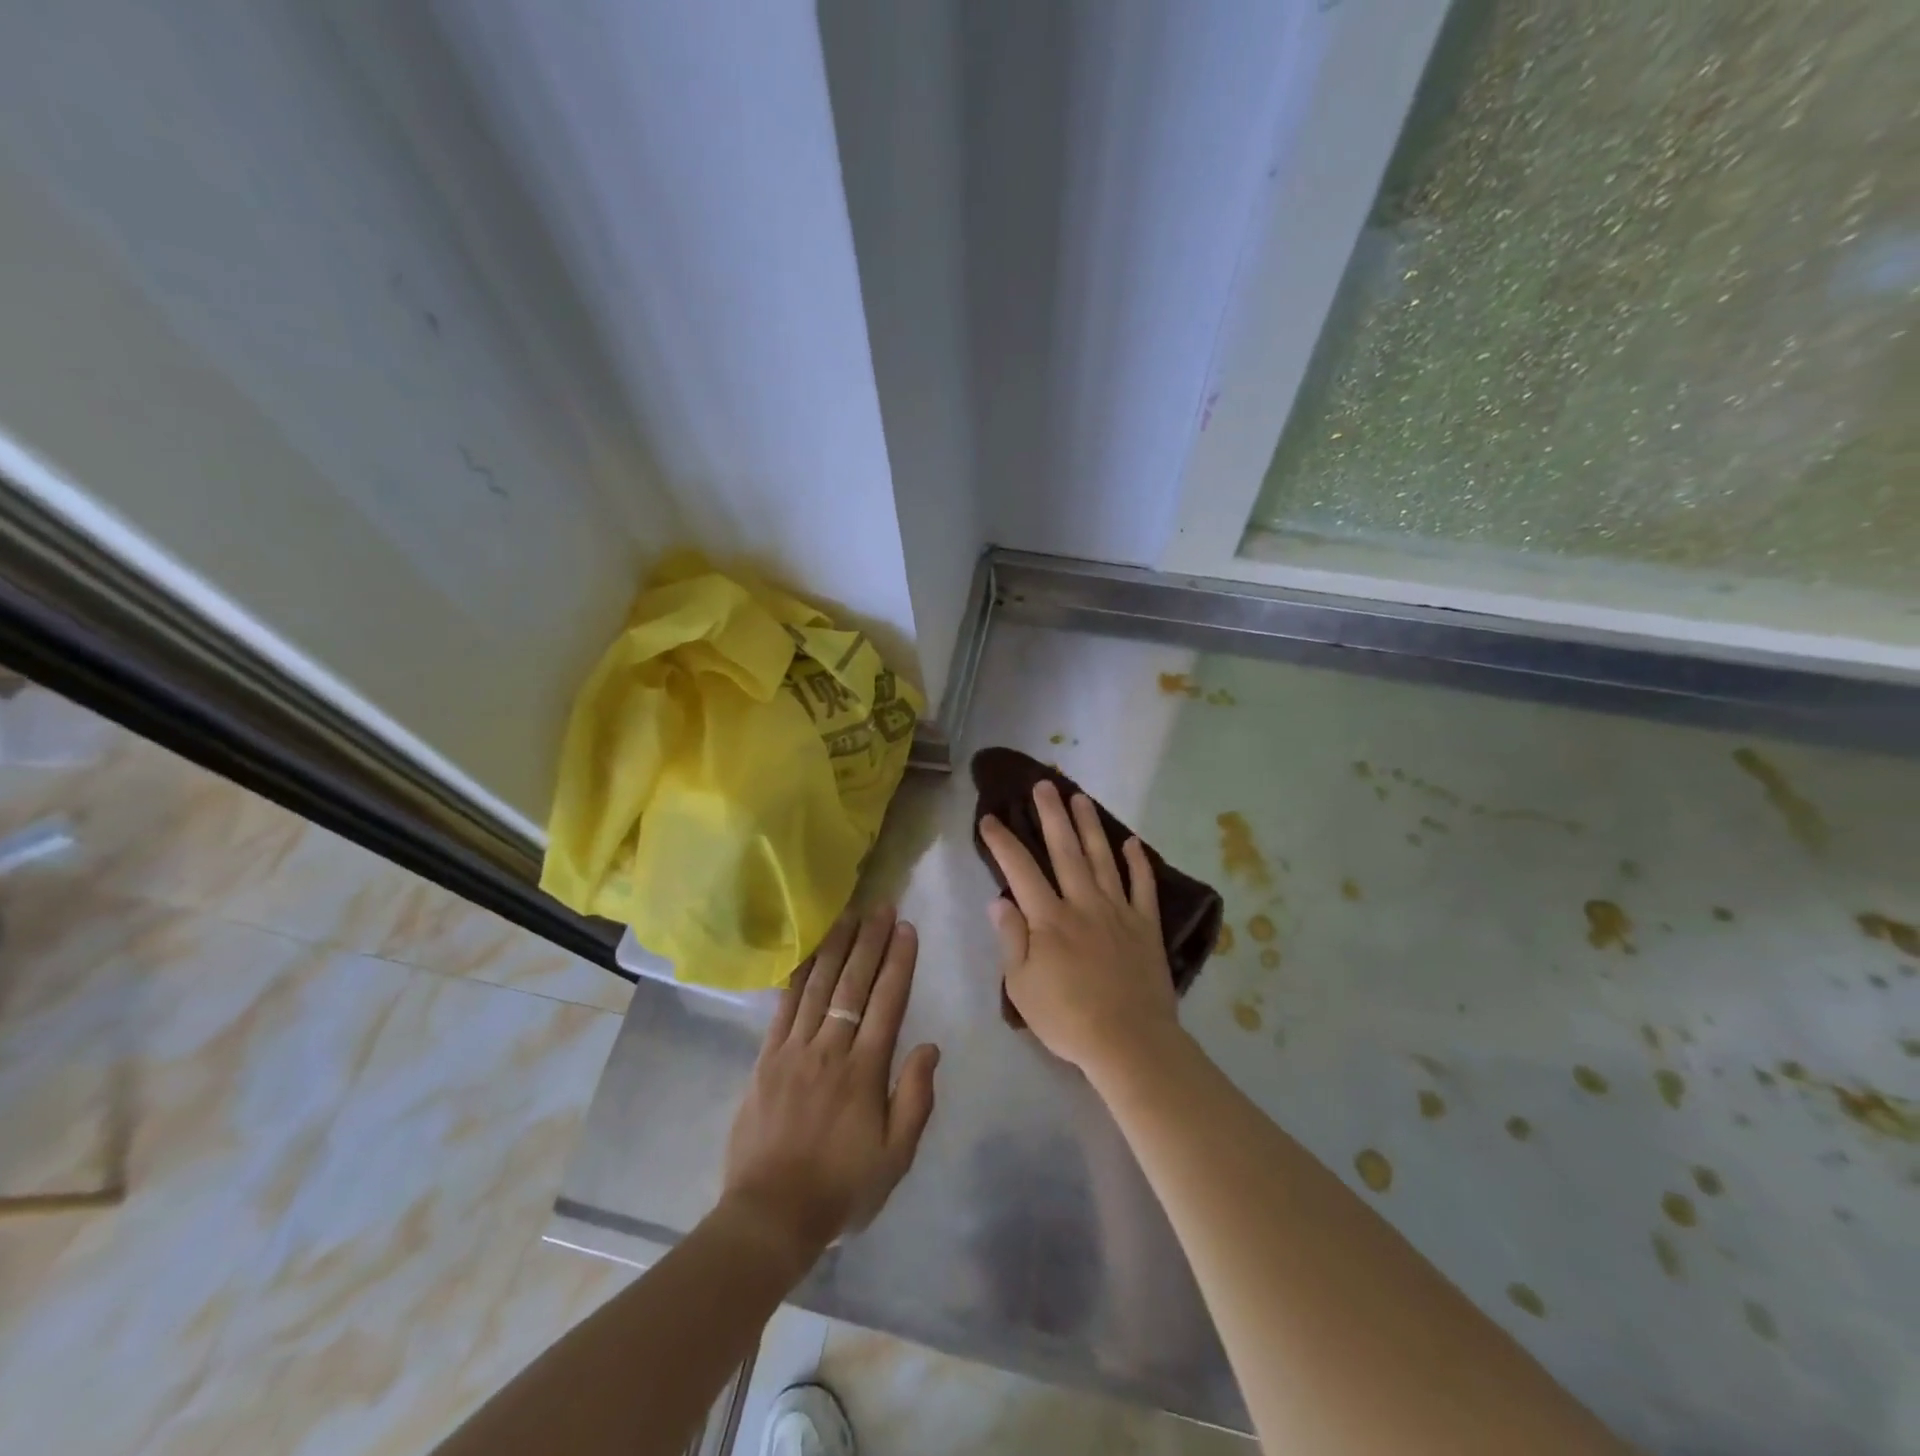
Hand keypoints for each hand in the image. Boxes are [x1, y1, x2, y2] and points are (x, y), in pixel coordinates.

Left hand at [721, 907, 939, 1269]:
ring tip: (848, 915)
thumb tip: (930, 1046)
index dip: (898, 963)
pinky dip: (798, 975)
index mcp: (864, 1071)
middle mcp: (830, 1049)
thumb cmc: (841, 1187)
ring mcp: (793, 1050)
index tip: (906, 929)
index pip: (886, 1003)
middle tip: (881, 907)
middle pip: (853, 984)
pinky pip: (784, 1007)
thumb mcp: (896, 1157)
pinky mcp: (766, 1058)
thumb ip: (915, 1099)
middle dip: (870, 942)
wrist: (770, 1215)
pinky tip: (808, 953)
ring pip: (818, 986)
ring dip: (836, 947)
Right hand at [979, 781, 1181, 1077]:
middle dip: (1051, 814)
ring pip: (1102, 858)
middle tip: (1044, 784)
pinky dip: (1138, 863)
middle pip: (1065, 850)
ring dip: (1090, 826)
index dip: (1002, 842)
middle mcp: (1083, 904)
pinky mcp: (1145, 926)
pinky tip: (1131, 843)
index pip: (1020, 870)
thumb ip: (1011, 939)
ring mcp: (1118, 911)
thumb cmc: (1067, 1019)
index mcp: (1049, 918)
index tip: (989, 818)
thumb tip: (998, 900)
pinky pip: (1142, 887)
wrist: (1130, 1042)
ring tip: (1080, 797)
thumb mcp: (1021, 986)